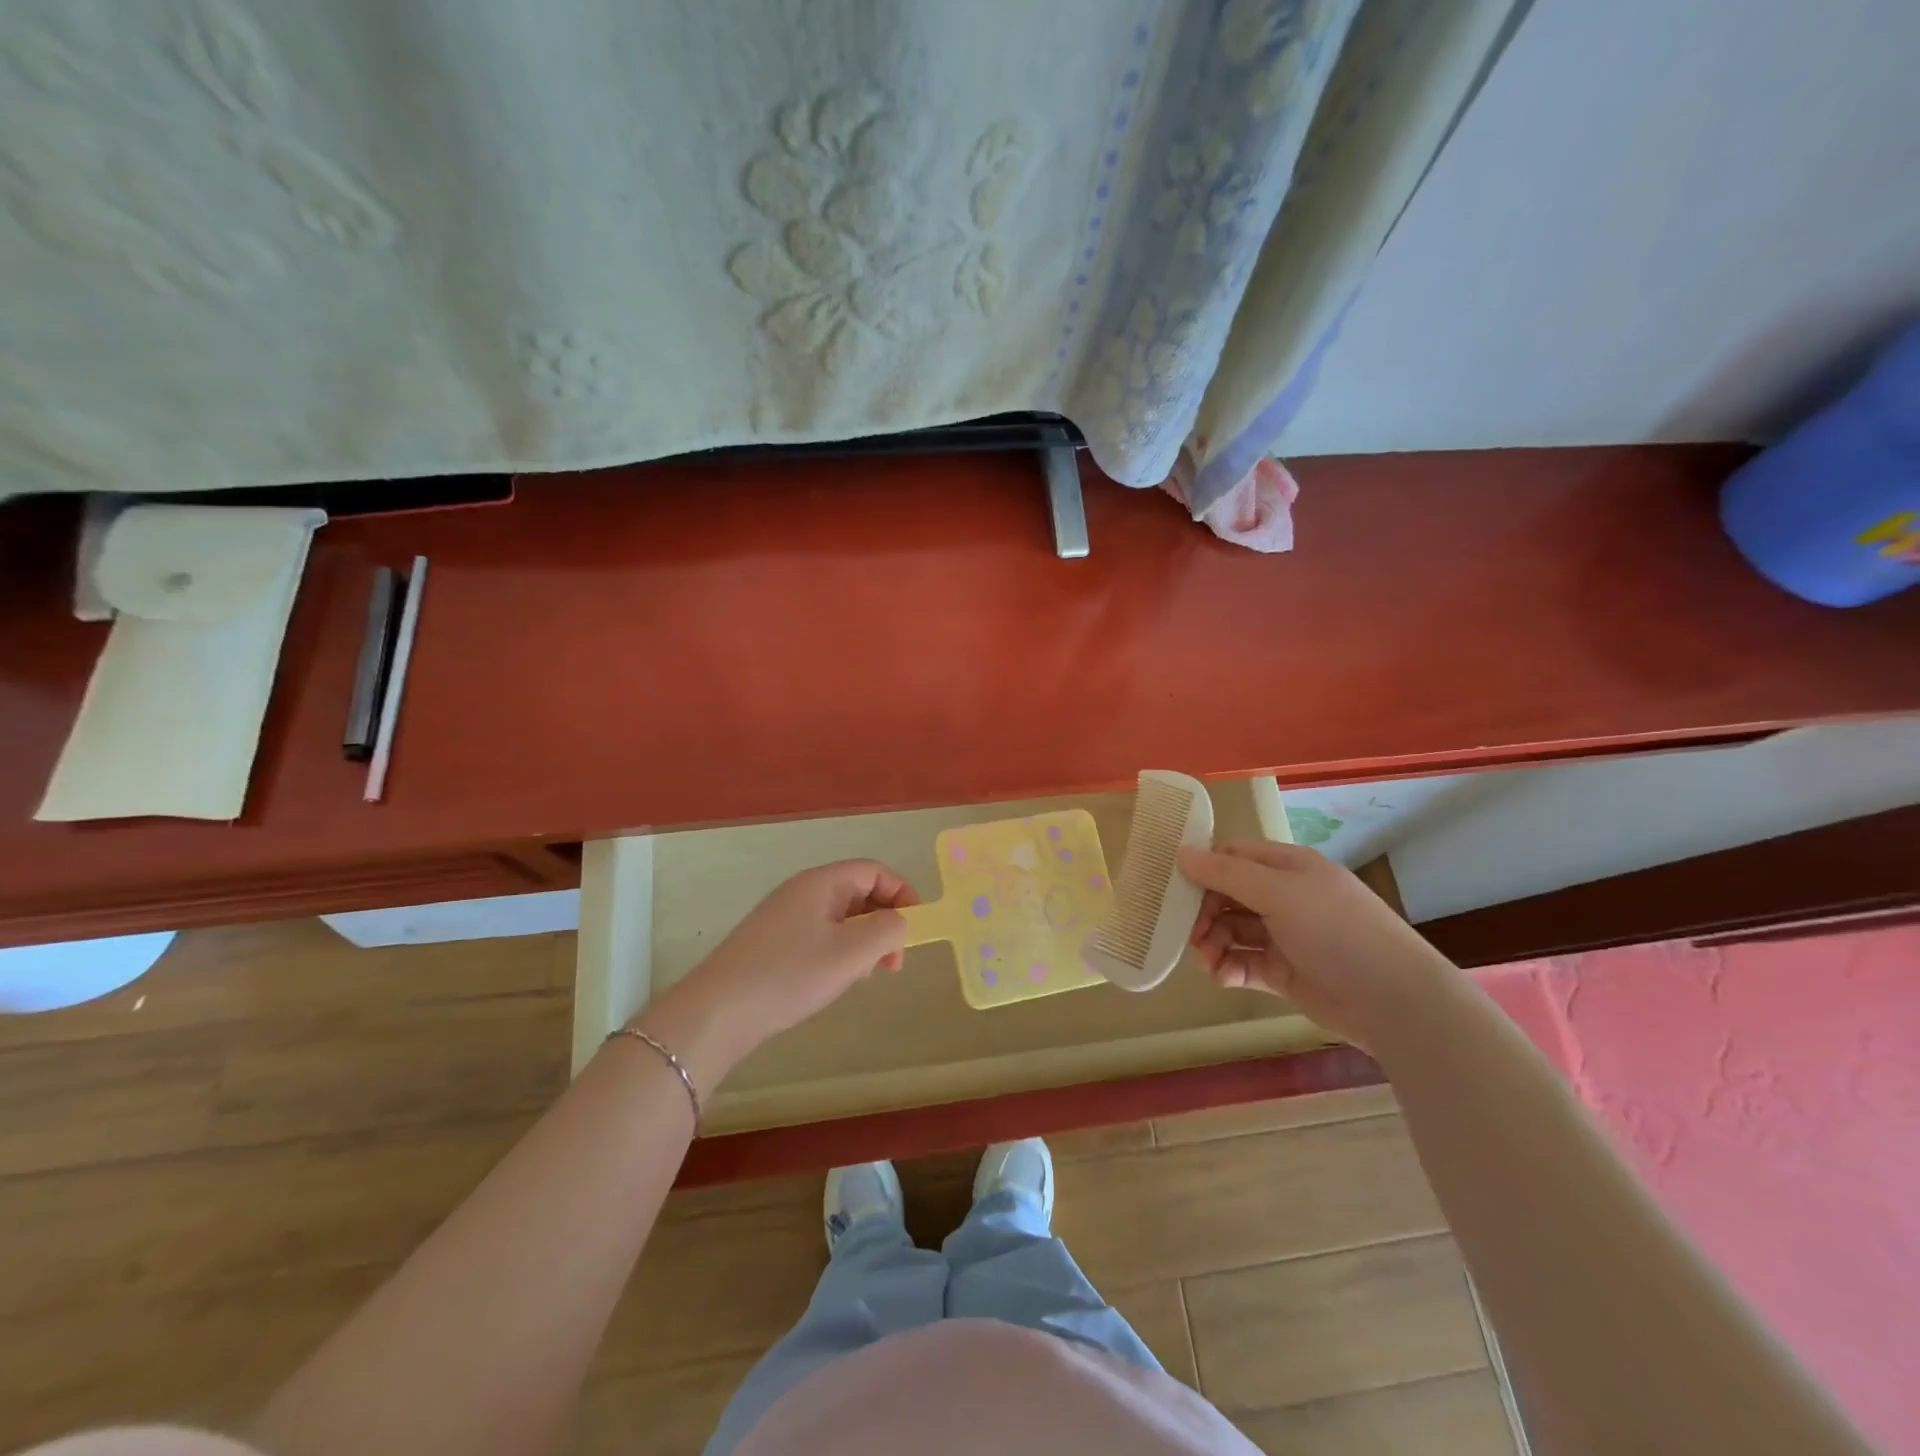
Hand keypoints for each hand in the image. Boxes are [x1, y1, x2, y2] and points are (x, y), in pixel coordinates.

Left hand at [640, 860, 919, 1079]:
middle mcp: (802, 891)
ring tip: (865, 976)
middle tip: (893, 962)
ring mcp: (784, 916)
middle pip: (858, 892)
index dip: (902, 893)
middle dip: (884, 923)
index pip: (874, 871)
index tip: (916, 929)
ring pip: (840, 917)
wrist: (718, 1011)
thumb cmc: (790, 975)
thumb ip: (887, 930)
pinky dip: (839, 952)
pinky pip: (819, 935)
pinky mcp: (772, 943)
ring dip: (863, 942)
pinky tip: (835, 982)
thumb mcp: (851, 953)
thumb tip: (899, 923)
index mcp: (821, 882)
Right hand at [1177, 840, 1461, 1052]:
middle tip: (1189, 933)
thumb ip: (1226, 874)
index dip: (1203, 868)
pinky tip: (1222, 977)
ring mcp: (1285, 936)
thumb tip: (1180, 853)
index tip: (1174, 888)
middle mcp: (1285, 897)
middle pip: (1228, 895)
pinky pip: (1244, 963)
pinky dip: (1228, 968)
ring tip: (1207, 960)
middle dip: (1203, 912)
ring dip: (1212, 942)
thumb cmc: (1336, 931)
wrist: (1394, 1001)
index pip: (1233, 856)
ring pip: (1232, 931)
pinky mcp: (1284, 973)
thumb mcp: (1279, 892)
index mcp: (1288, 867)